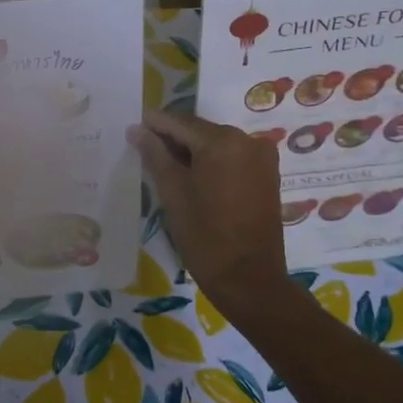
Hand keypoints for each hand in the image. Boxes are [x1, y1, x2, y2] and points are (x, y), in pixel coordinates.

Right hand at [127, 111, 291, 313]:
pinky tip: (192, 177)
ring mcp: (262, 158)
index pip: (180, 123)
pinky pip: (233, 158)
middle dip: (173, 138)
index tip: (134, 126)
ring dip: (192, 152)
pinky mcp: (268, 176)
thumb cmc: (205, 236)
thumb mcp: (173, 194)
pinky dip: (212, 163)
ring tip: (165, 166)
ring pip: (217, 145)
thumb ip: (155, 156)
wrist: (249, 280)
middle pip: (200, 131)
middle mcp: (247, 140)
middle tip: (145, 149)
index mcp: (223, 141)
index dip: (155, 123)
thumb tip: (138, 130)